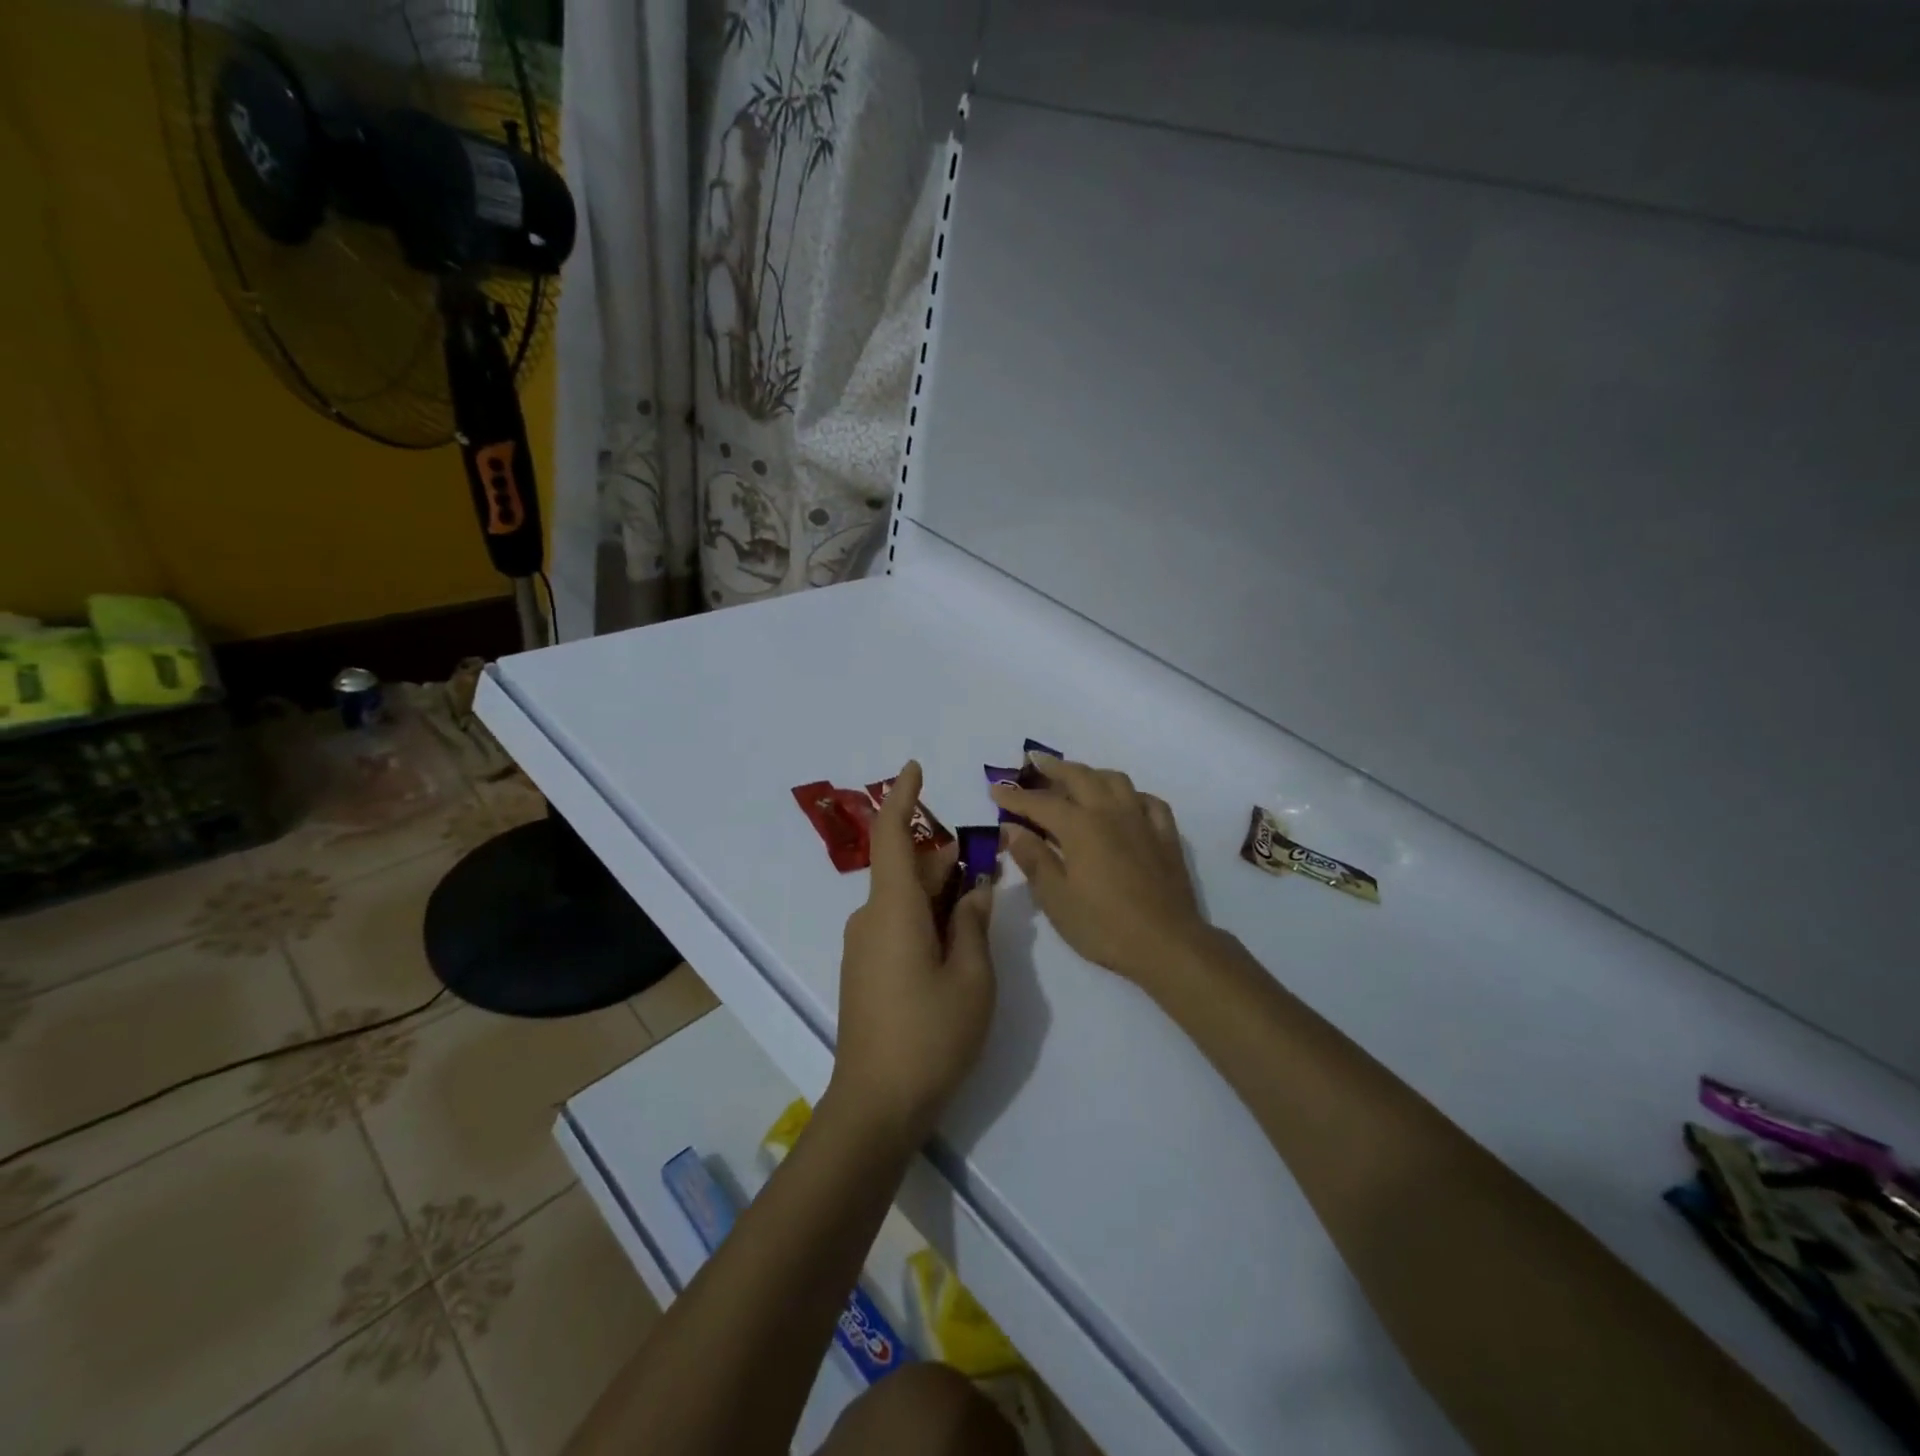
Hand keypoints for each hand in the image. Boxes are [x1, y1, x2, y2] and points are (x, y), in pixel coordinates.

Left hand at [830, 761, 995, 1151]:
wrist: (876, 1105)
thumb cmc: (931, 1035)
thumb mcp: (972, 977)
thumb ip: (973, 924)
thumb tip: (973, 889)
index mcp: (893, 909)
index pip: (890, 836)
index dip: (902, 797)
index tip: (916, 768)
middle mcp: (872, 918)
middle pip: (908, 870)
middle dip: (947, 862)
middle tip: (991, 867)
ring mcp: (864, 946)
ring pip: (906, 899)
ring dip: (941, 894)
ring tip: (982, 906)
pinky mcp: (866, 970)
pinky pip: (898, 924)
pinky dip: (927, 918)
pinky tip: (957, 942)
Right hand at [991, 754, 1210, 988]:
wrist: (1167, 944)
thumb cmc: (1103, 925)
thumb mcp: (1056, 898)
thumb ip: (1033, 858)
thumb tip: (1011, 828)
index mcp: (1080, 826)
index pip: (1040, 802)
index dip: (1015, 796)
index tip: (995, 788)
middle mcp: (1110, 812)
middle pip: (1079, 777)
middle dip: (1053, 768)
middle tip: (1034, 762)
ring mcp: (1142, 820)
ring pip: (1115, 780)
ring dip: (1091, 773)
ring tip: (1076, 778)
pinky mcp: (1166, 836)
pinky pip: (1148, 801)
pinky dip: (1131, 794)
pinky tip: (1125, 803)